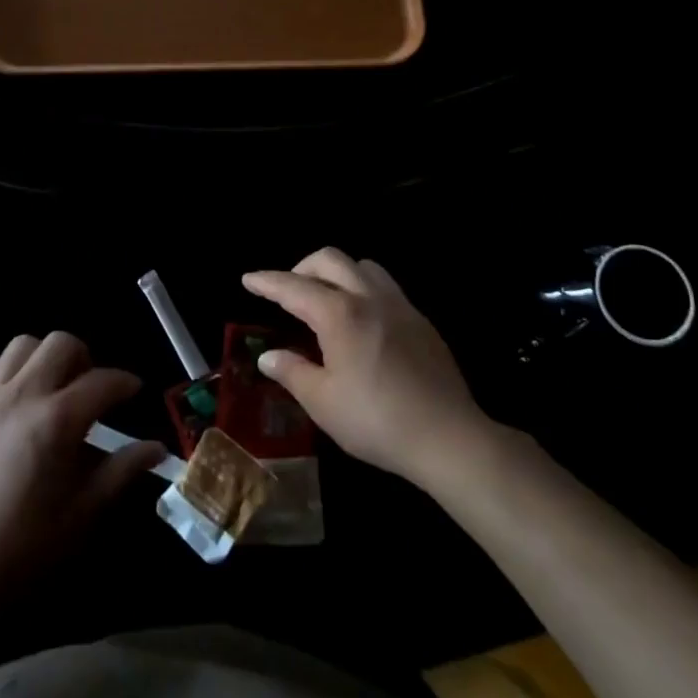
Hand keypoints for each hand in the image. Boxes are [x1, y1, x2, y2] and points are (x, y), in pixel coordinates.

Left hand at [0, 332, 164, 593]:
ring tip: (53, 389)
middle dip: (85, 358)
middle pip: (61, 344)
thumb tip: (156, 449)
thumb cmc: (27, 545)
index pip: (103, 381)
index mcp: (57, 420)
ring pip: (24, 345)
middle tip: (90, 389)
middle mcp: (23, 394)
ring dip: (45, 358)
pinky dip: (12, 373)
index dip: (125, 383)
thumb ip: (122, 470)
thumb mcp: (84, 511)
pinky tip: (18, 403)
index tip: (134, 391)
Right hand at [243, 248, 490, 485]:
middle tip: (288, 290)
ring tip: (327, 299)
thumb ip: (292, 372)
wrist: (449, 437)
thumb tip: (268, 356)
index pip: (293, 287)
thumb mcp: (323, 402)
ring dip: (338, 273)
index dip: (267, 281)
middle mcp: (368, 297)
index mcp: (339, 314)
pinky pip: (386, 286)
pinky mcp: (421, 321)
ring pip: (363, 266)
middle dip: (302, 267)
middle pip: (330, 260)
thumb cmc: (377, 420)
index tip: (248, 279)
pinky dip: (364, 289)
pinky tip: (363, 321)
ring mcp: (399, 306)